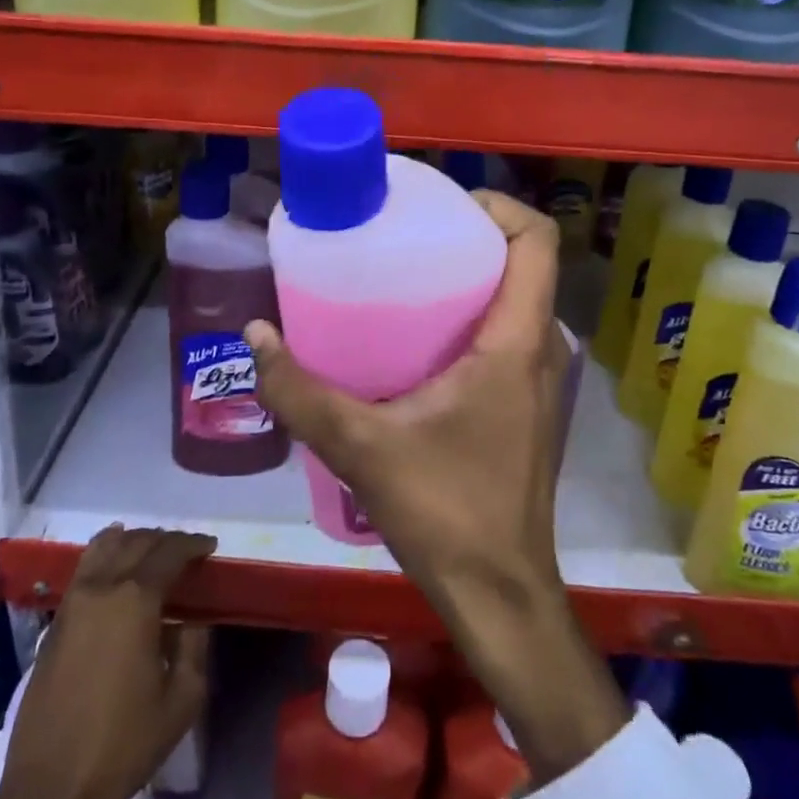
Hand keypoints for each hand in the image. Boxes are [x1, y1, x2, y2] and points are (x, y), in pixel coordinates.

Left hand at [0, 526, 214, 798]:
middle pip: (136, 542)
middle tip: (186, 552)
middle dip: (165, 540)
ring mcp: (72, 603)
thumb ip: (195, 647)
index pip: (169, 552)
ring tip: (150, 553)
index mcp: (135, 600)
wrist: (51, 789)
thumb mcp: (182, 700)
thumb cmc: (124, 743)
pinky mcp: (54, 624)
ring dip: (132, 541)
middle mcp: (101, 588)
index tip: (209, 547)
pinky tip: (115, 569)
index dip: (193, 544)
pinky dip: (105, 556)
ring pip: (103, 546)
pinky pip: (84, 569)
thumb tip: (192, 620)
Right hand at [246, 191, 628, 784]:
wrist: (501, 594)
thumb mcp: (362, 447)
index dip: (496, 205)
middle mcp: (543, 348)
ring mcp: (541, 378)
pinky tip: (417, 337)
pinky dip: (473, 314)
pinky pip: (508, 332)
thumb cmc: (446, 512)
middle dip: (469, 234)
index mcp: (518, 340)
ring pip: (516, 298)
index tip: (440, 204)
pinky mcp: (528, 404)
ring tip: (404, 275)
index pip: (537, 239)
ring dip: (470, 276)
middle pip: (523, 261)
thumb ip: (301, 391)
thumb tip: (255, 336)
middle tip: (404, 233)